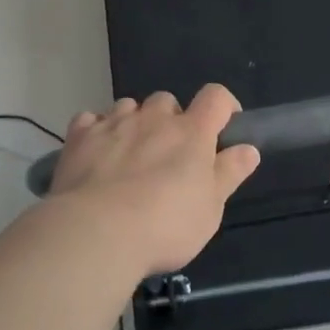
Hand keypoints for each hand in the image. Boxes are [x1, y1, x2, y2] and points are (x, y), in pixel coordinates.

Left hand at [48, 85, 260, 275]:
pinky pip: (90, 120)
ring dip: (134, 122)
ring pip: (128, 106)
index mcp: (191, 132)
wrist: (97, 232)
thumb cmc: (165, 225)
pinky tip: (96, 153)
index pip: (215, 97)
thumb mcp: (210, 209)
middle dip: (171, 119)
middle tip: (170, 153)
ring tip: (130, 154)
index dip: (223, 105)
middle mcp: (153, 118)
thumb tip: (248, 149)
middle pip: (167, 101)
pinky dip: (96, 131)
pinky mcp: (80, 136)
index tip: (224, 124)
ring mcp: (114, 123)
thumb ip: (229, 173)